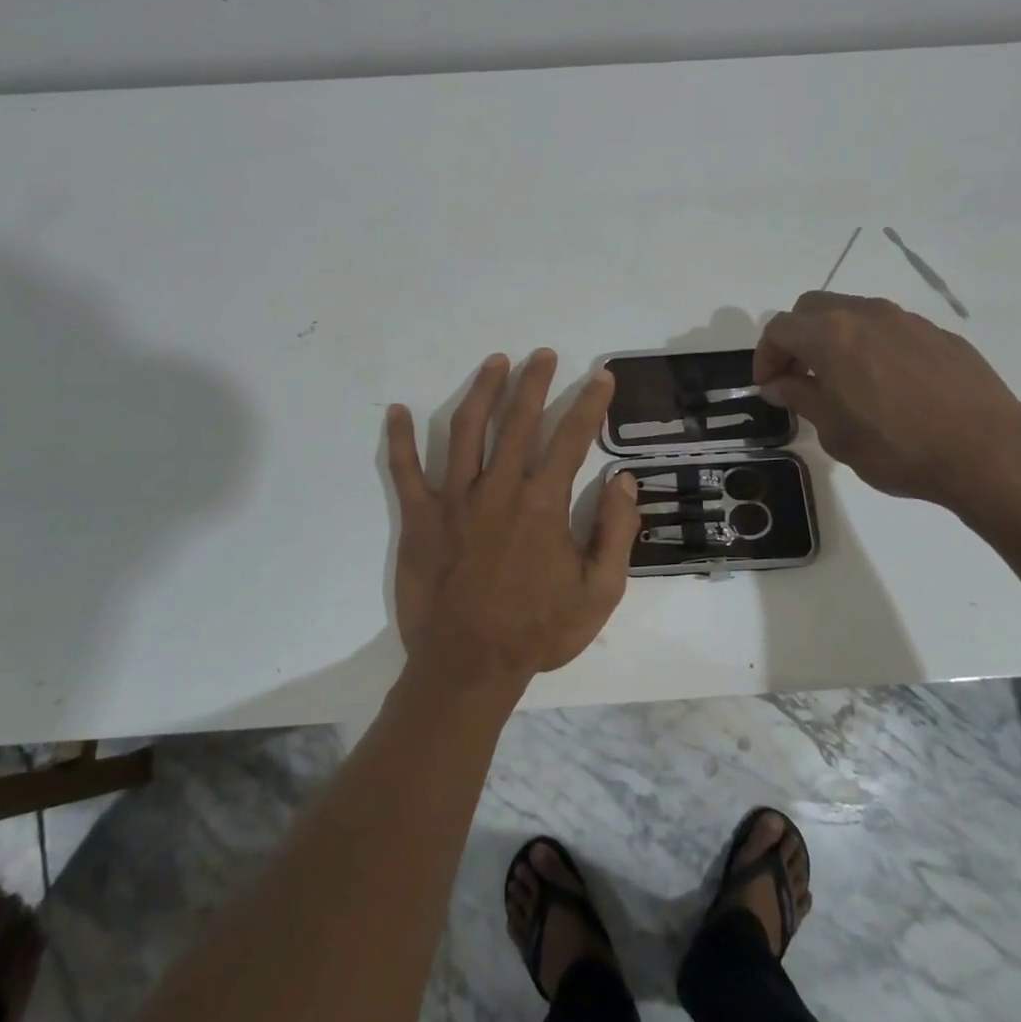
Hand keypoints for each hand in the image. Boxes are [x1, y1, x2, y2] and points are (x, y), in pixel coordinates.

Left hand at [385, 350, 642, 688]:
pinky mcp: (418, 517)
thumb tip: (623, 480)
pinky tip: (397, 411)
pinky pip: (404, 470)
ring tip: (495, 362)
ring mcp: (453, 499)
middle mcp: (498, 489)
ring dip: (482, 391)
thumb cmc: (537, 632)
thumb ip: (616, 533)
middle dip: (534, 381)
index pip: (572, 438)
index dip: (589, 403)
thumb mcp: (599, 593)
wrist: (468, 666)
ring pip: (466, 430)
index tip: (599, 376)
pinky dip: (400, 439)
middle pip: (518, 420)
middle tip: (543, 354)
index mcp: (543, 504)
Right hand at [753, 291, 1020, 517]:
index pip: (779, 329)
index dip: (765, 356)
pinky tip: (888, 387)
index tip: (768, 387)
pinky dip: (872, 347)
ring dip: (835, 339)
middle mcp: (867, 314)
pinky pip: (890, 330)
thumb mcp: (835, 432)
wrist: (989, 453)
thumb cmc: (898, 447)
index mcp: (832, 335)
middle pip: (813, 308)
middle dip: (796, 338)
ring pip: (854, 314)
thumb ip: (801, 398)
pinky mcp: (939, 334)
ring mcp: (907, 320)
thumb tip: (778, 384)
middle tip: (797, 377)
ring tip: (842, 382)